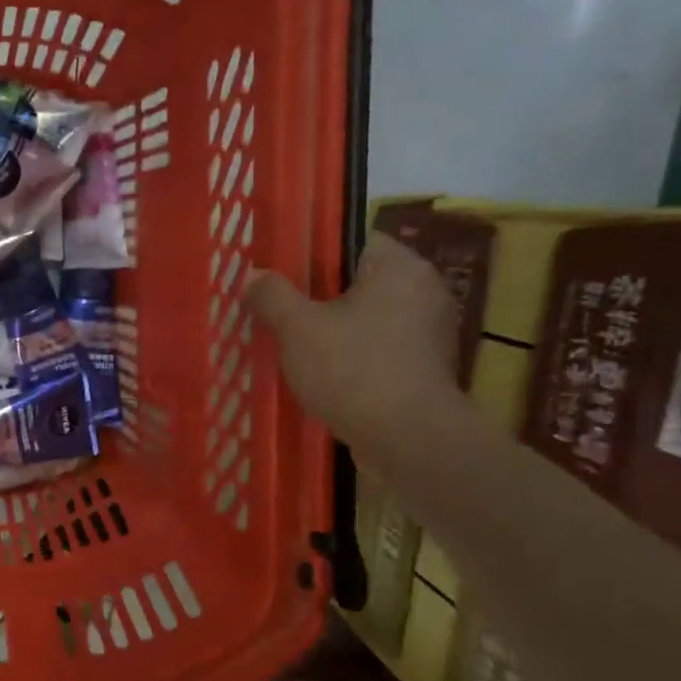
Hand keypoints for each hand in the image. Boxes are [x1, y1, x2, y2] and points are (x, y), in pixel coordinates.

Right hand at [244, 232, 461, 465]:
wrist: (407, 439)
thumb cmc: (353, 369)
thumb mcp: (297, 328)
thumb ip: (272, 295)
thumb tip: (253, 276)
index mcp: (400, 268)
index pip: (353, 240)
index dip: (313, 253)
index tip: (280, 274)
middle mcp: (423, 291)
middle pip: (358, 281)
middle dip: (318, 296)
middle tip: (278, 310)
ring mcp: (428, 332)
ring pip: (366, 318)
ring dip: (333, 329)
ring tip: (292, 344)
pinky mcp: (423, 368)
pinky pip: (377, 348)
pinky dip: (351, 356)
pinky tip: (319, 373)